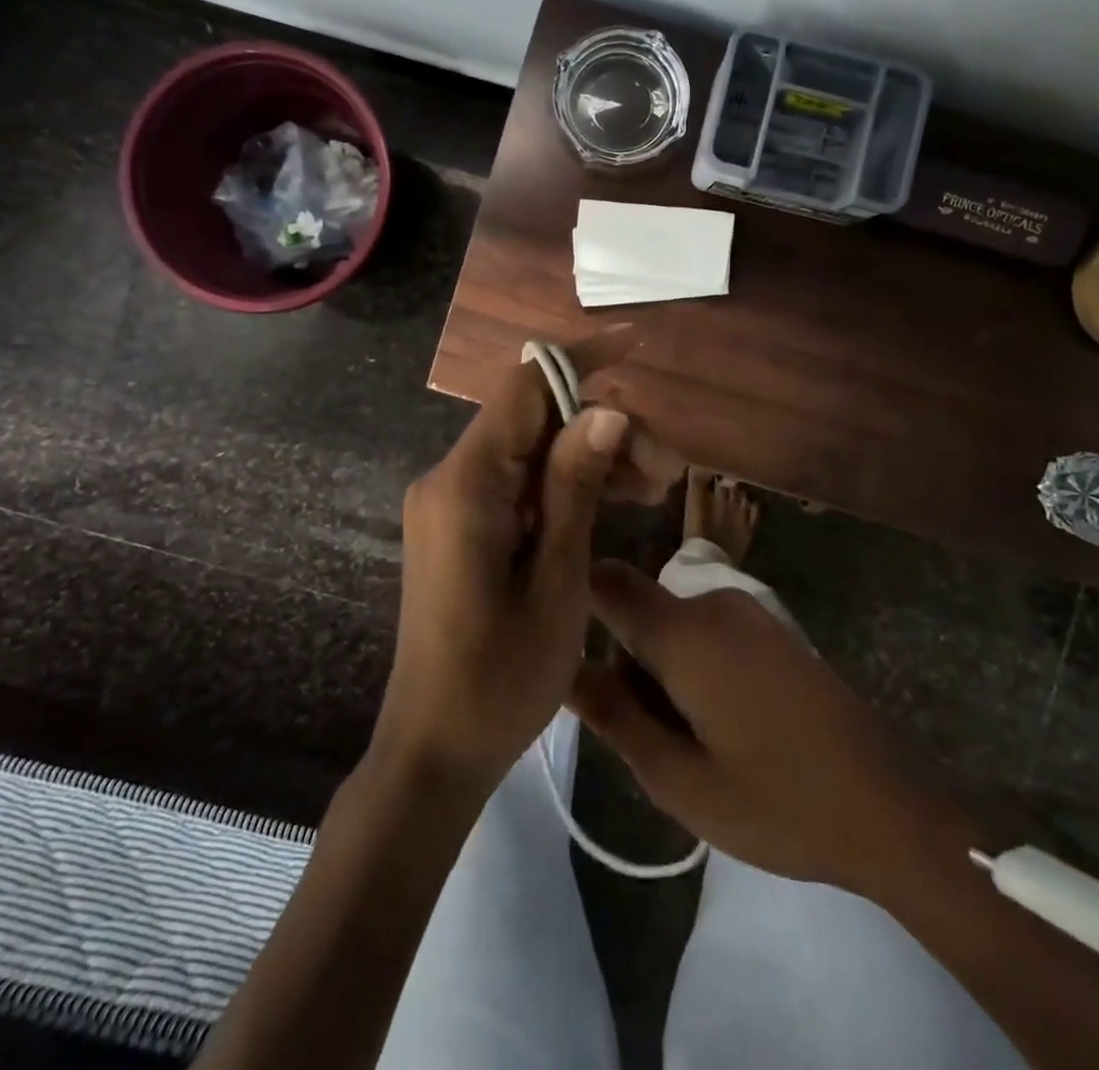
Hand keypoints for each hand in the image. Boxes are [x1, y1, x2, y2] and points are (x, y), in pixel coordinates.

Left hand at [375, 360, 680, 795]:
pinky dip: (562, 487)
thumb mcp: (557, 579)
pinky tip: (609, 506)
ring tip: (651, 491)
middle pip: (533, 420)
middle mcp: (449, 478)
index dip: (581, 359)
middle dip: (601, 427)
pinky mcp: (458, 527)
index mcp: (467, 483)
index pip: (525, 386)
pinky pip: (516, 485)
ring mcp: (450, 503)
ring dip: (588, 459)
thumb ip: (575, 486)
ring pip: (529, 452)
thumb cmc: (502, 677)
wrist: (435, 751)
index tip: (636, 347)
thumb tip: (605, 410)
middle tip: (663, 471)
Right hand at [569, 562, 973, 898]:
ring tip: (692, 743)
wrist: (889, 807)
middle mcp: (713, 602)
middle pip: (638, 613)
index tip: (560, 647)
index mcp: (684, 631)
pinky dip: (694, 669)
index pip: (606, 582)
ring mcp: (748, 611)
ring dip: (663, 674)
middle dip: (628, 666)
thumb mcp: (679, 779)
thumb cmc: (777, 802)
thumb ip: (613, 716)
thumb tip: (561, 666)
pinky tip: (726, 727)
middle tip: (651, 739)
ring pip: (671, 626)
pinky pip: (705, 632)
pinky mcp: (770, 627)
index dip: (574, 602)